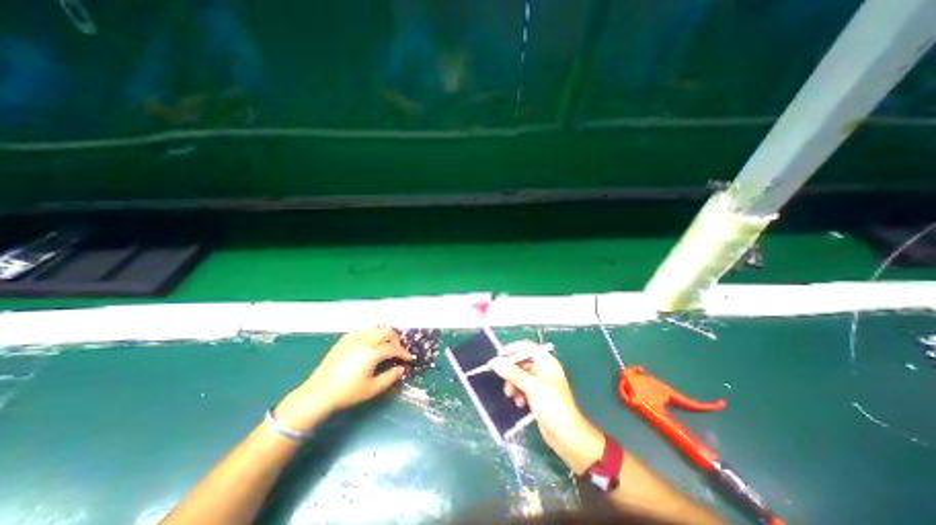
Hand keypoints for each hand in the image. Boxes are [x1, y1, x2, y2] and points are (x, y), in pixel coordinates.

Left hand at [275, 328, 412, 430]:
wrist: (317, 393)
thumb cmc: (347, 393)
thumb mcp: (372, 388)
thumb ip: (390, 377)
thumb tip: (401, 368)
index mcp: (371, 352)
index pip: (394, 348)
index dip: (404, 352)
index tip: (409, 358)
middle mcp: (364, 340)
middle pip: (386, 331)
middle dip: (396, 339)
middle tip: (398, 350)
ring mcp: (353, 338)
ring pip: (375, 328)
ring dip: (384, 335)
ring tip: (385, 347)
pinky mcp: (344, 339)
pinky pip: (363, 331)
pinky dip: (372, 335)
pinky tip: (370, 347)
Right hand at [493, 352, 602, 472]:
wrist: (567, 435)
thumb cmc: (552, 405)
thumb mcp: (531, 387)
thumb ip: (513, 373)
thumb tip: (496, 362)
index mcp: (546, 361)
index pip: (526, 347)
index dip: (512, 349)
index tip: (499, 356)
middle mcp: (543, 369)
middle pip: (522, 363)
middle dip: (511, 372)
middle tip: (503, 381)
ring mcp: (541, 382)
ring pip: (521, 376)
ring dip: (514, 384)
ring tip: (511, 396)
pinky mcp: (538, 395)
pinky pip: (523, 388)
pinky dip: (519, 393)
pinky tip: (520, 404)